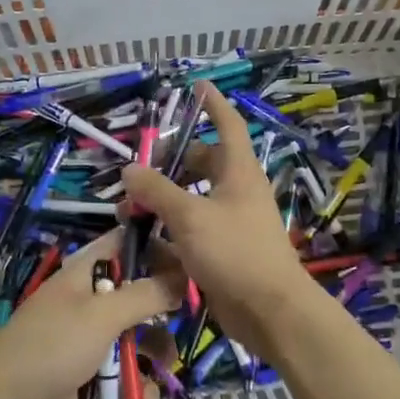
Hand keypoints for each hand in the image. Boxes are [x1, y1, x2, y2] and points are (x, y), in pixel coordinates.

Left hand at [0, 229, 181, 398]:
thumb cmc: (51, 345)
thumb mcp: (101, 314)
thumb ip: (146, 294)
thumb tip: (184, 276)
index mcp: (88, 274)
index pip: (127, 245)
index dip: (157, 245)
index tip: (192, 255)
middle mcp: (94, 303)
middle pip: (141, 295)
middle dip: (165, 310)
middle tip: (189, 319)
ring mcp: (95, 342)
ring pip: (141, 339)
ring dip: (156, 354)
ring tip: (165, 367)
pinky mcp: (96, 378)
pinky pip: (130, 377)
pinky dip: (139, 388)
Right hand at [120, 83, 310, 355]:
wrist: (271, 313)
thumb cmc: (235, 252)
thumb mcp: (190, 216)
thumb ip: (157, 191)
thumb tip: (129, 170)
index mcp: (238, 171)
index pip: (228, 125)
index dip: (213, 104)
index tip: (197, 86)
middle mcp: (236, 191)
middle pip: (202, 162)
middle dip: (169, 162)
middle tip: (136, 169)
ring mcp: (231, 222)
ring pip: (193, 198)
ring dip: (162, 200)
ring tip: (128, 209)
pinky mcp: (223, 251)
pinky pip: (192, 230)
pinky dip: (169, 231)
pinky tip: (142, 241)